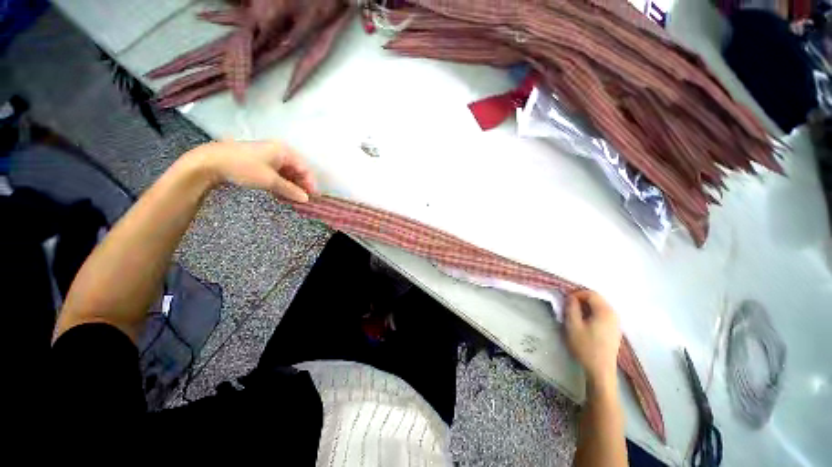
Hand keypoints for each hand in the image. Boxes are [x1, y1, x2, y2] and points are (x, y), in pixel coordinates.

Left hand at [186, 140, 316, 202]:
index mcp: (284, 151)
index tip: (313, 197)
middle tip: (302, 199)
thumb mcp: (270, 180)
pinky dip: (281, 184)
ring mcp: (268, 157)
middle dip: (301, 185)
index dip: (310, 183)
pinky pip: (277, 174)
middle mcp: (278, 152)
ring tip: (292, 199)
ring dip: (291, 186)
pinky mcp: (259, 162)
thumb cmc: (244, 167)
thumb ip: (290, 190)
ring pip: (287, 173)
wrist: (210, 162)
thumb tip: (306, 199)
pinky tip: (280, 193)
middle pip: (297, 170)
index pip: (305, 168)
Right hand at [564, 290, 621, 387]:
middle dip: (581, 299)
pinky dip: (592, 313)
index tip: (565, 301)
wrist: (600, 370)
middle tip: (568, 306)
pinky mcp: (614, 330)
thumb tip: (571, 297)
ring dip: (586, 306)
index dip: (576, 294)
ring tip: (574, 314)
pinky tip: (585, 322)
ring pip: (599, 306)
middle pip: (596, 299)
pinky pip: (603, 314)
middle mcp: (613, 314)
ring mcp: (616, 322)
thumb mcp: (573, 325)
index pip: (590, 293)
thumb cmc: (586, 347)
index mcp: (605, 311)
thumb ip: (571, 308)